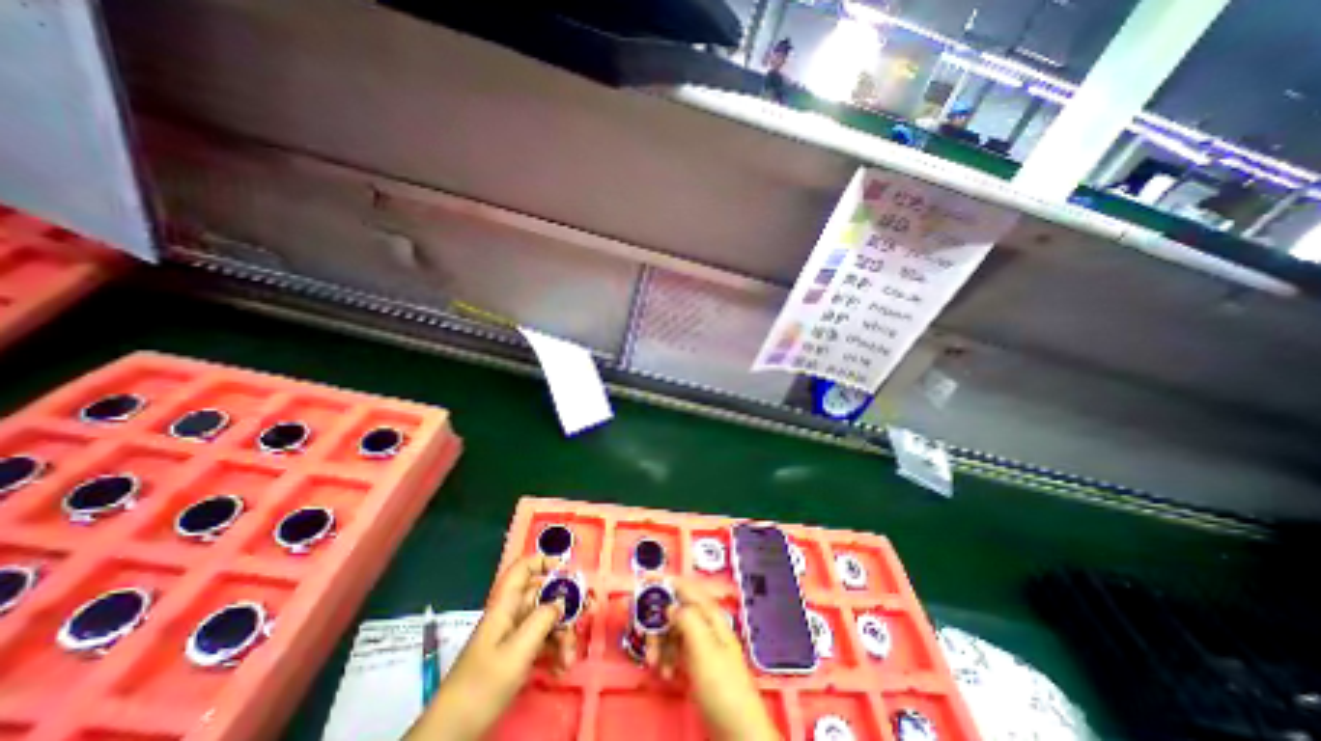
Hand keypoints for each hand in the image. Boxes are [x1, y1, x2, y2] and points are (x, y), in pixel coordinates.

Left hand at [408, 554, 580, 740]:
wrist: (453, 733)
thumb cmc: (483, 685)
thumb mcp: (518, 651)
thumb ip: (543, 619)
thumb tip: (563, 599)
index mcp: (506, 605)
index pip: (523, 569)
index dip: (545, 562)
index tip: (568, 572)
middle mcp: (511, 615)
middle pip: (543, 596)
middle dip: (565, 606)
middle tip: (586, 615)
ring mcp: (513, 636)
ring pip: (546, 620)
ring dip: (562, 634)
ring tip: (569, 657)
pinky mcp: (516, 656)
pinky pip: (542, 642)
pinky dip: (554, 651)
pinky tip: (560, 668)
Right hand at [651, 581, 782, 737]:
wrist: (739, 732)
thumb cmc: (722, 686)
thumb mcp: (703, 649)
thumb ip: (687, 619)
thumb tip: (670, 605)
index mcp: (710, 615)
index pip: (685, 587)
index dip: (665, 581)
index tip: (642, 580)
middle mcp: (705, 625)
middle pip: (675, 610)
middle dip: (657, 623)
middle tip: (646, 642)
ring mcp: (701, 645)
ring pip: (672, 631)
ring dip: (660, 645)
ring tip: (655, 666)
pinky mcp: (696, 664)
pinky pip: (675, 651)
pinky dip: (667, 659)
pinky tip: (666, 675)